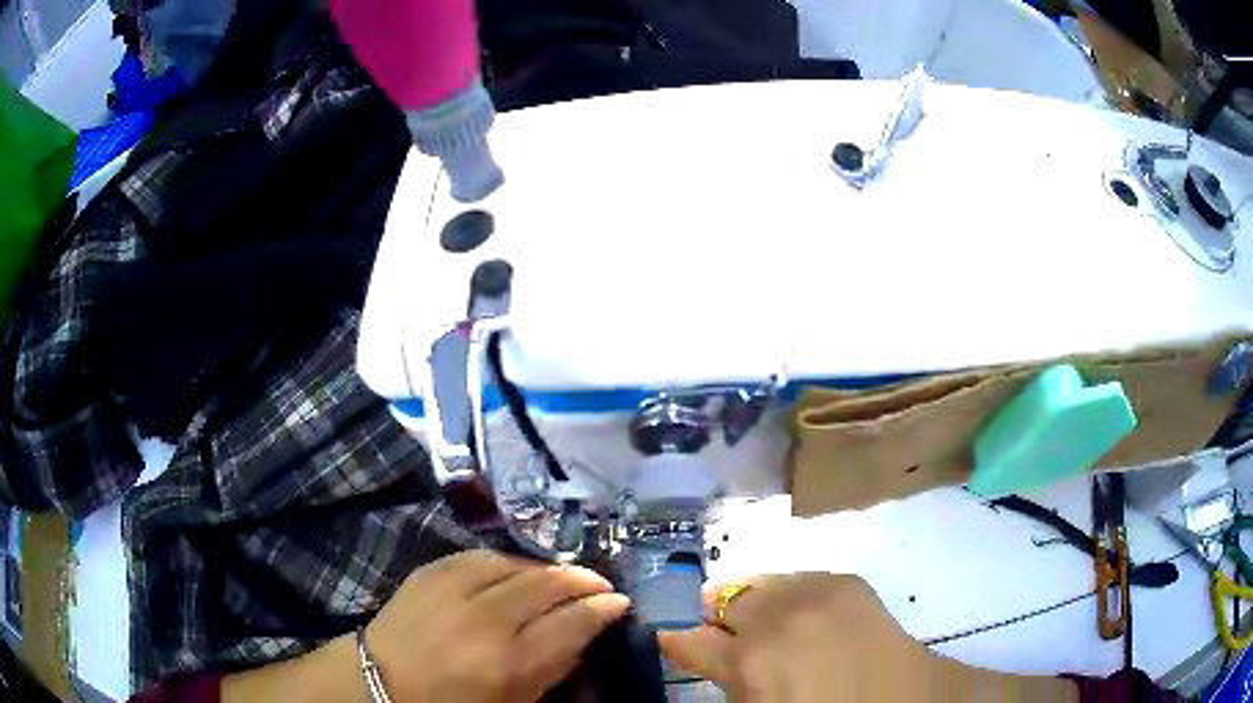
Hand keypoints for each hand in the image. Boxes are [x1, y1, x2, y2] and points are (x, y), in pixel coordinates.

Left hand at [367, 549, 630, 702]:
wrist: (380, 685)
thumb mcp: (515, 701)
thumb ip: (554, 668)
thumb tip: (583, 634)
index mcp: (512, 663)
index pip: (575, 621)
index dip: (604, 607)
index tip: (619, 602)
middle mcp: (486, 620)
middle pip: (550, 584)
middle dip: (584, 579)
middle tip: (599, 584)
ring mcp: (453, 589)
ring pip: (517, 563)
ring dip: (547, 568)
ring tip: (560, 577)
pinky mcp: (429, 571)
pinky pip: (479, 555)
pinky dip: (506, 561)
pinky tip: (515, 569)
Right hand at [658, 573, 936, 700]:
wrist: (905, 702)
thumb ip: (731, 680)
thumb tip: (710, 654)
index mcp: (749, 663)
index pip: (689, 639)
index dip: (677, 639)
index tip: (672, 637)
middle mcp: (778, 618)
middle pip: (723, 599)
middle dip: (719, 618)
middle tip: (730, 636)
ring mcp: (816, 593)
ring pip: (762, 581)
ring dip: (757, 601)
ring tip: (768, 621)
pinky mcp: (848, 580)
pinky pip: (801, 576)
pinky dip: (793, 594)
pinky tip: (804, 614)